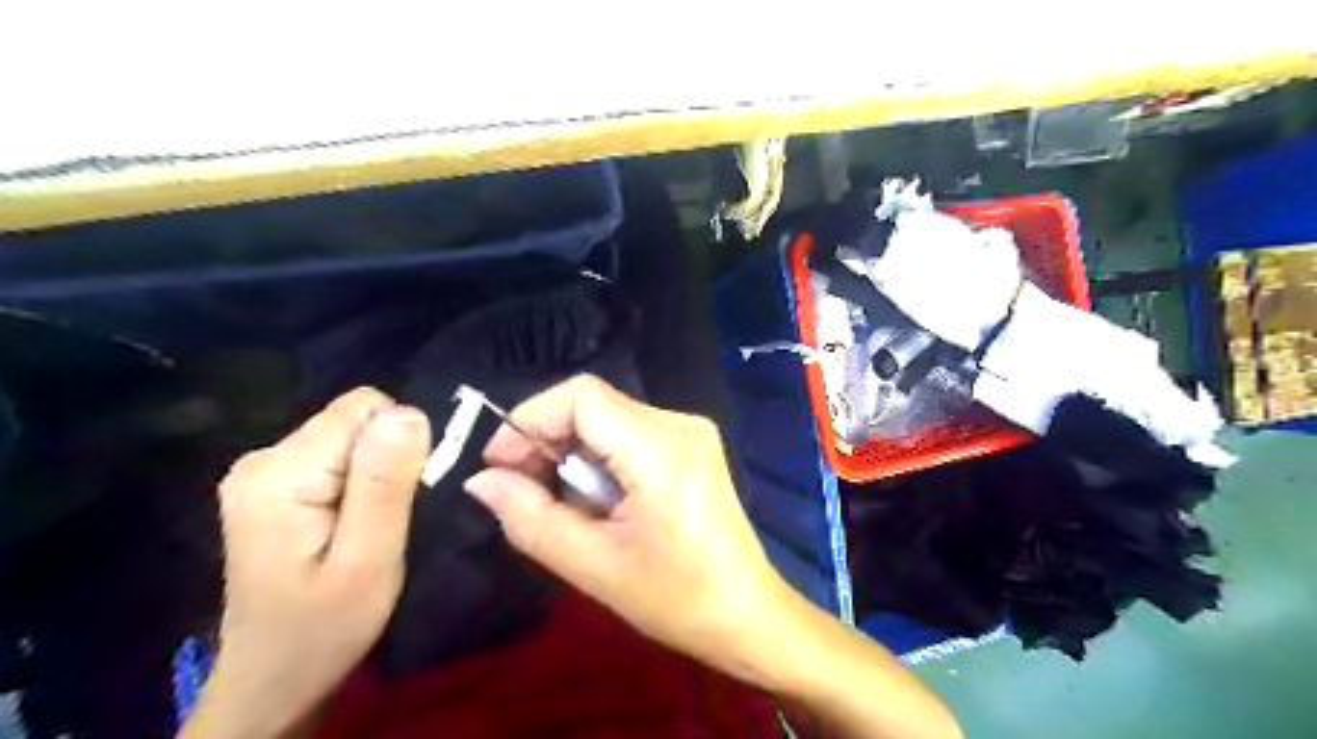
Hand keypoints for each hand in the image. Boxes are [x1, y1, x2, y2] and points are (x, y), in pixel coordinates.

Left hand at [184, 390, 429, 735]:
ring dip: (377, 472)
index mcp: (281, 473)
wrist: (276, 678)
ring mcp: (264, 471)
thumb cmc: (326, 626)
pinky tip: (355, 521)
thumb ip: (386, 483)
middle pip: (355, 420)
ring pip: (351, 437)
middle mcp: (263, 458)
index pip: (364, 409)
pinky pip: (339, 456)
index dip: (400, 444)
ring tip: (374, 524)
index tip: (407, 494)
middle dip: (389, 458)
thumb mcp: (369, 558)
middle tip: (391, 518)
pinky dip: (361, 481)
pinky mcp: (275, 485)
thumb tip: (409, 412)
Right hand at [462, 376, 791, 681]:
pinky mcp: (692, 445)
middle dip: (548, 442)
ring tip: (568, 510)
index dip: (530, 420)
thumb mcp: (593, 565)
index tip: (502, 467)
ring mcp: (690, 431)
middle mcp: (678, 423)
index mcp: (660, 447)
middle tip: (524, 494)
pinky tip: (600, 504)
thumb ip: (531, 518)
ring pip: (608, 420)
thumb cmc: (676, 598)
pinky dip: (600, 461)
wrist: (747, 613)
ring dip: (573, 457)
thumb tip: (480, 481)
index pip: (581, 396)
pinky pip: (629, 435)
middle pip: (593, 406)